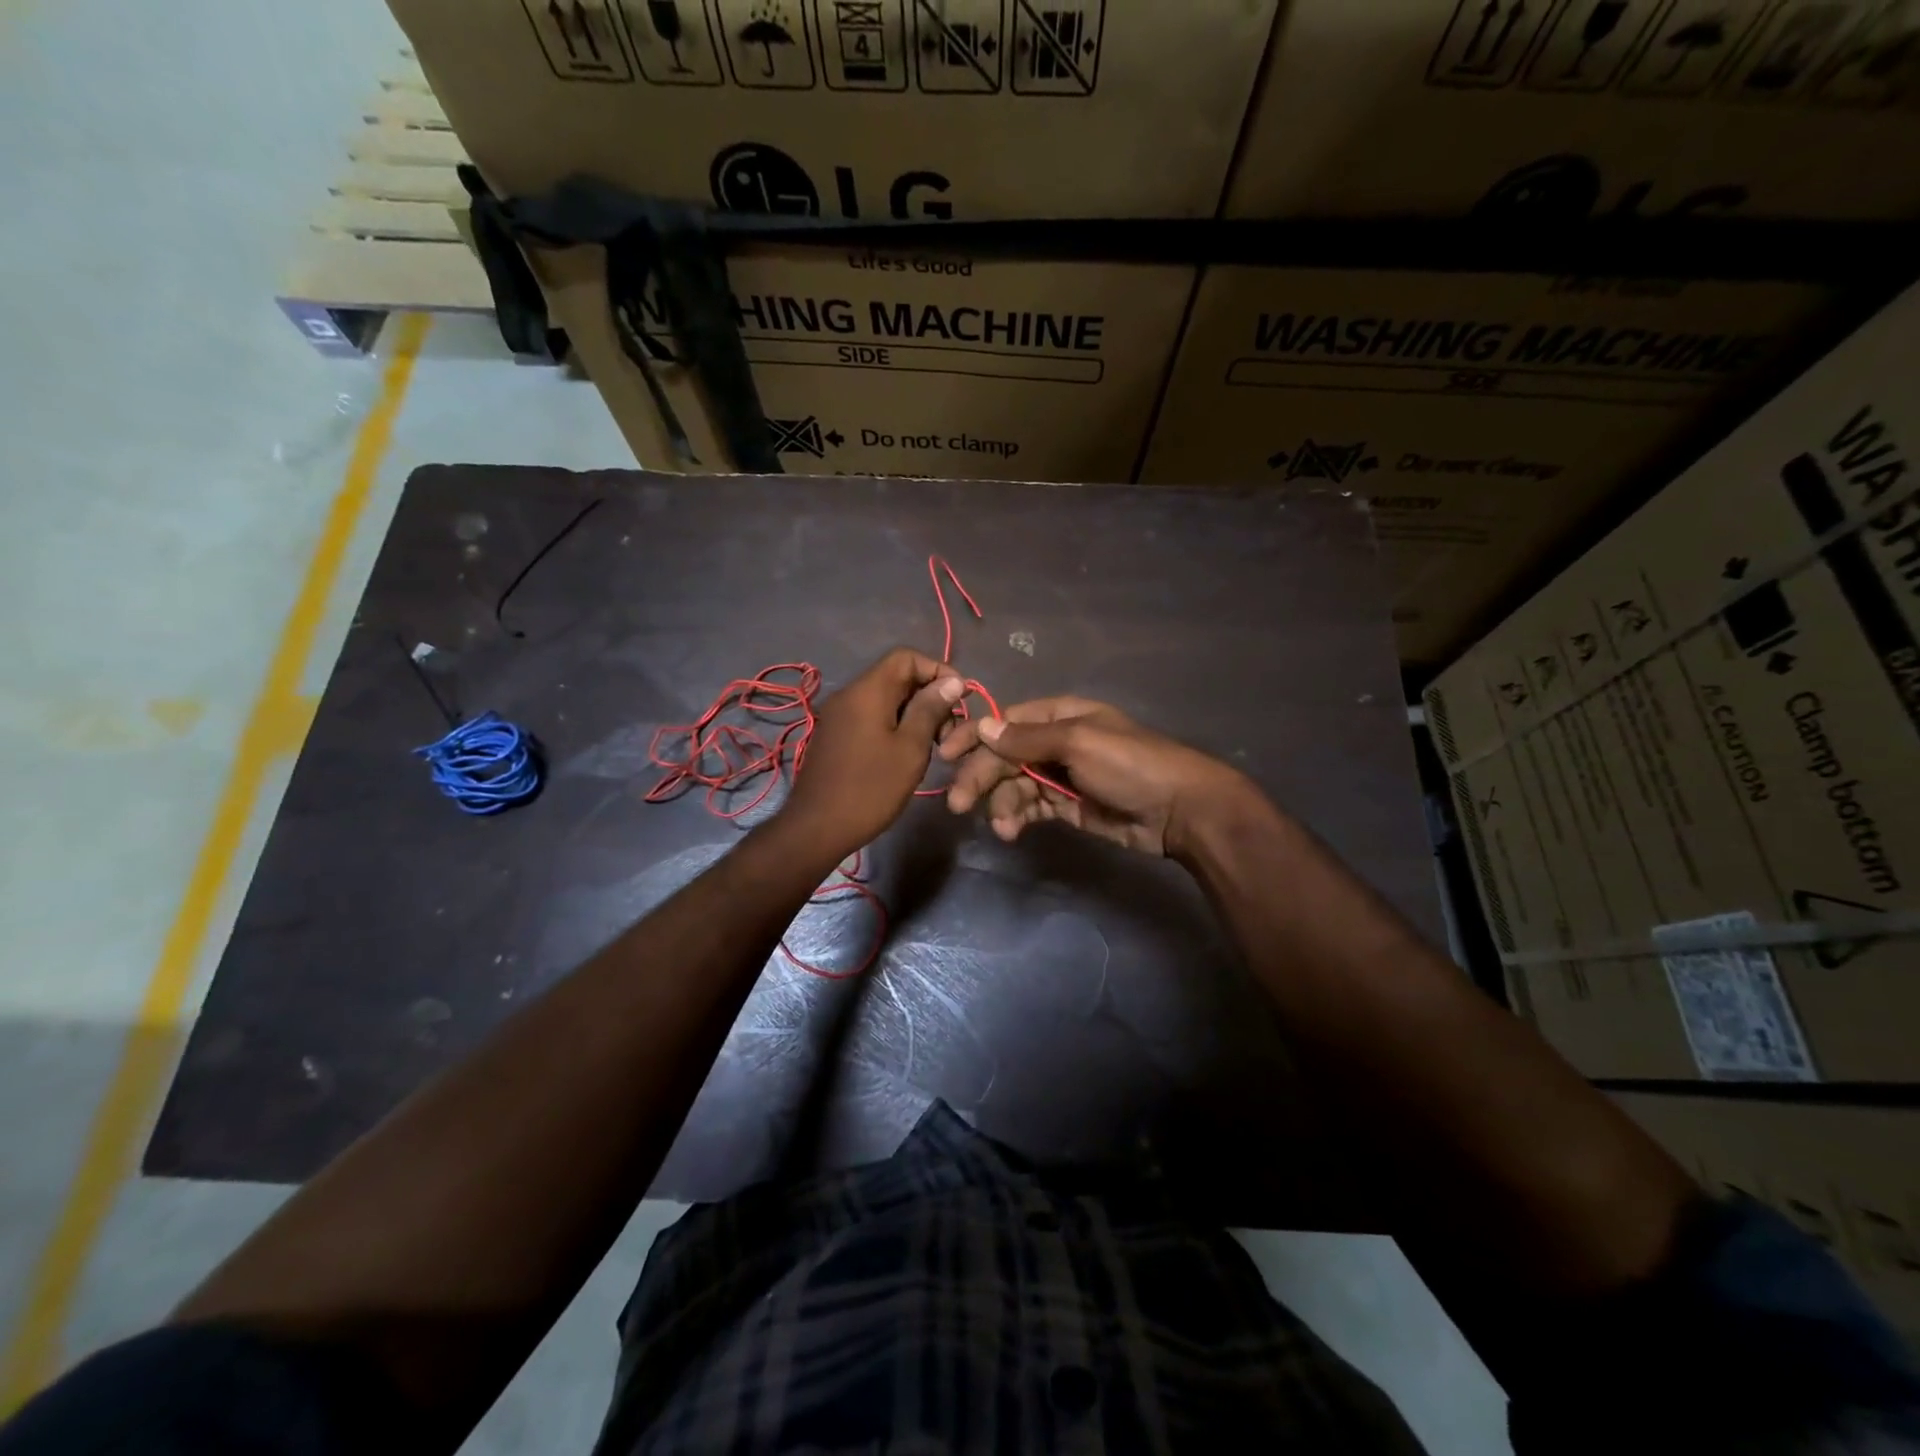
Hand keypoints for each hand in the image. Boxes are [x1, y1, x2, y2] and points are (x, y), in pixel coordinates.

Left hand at [779, 648, 965, 860]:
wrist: (817, 828)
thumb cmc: (870, 788)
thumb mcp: (911, 748)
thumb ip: (931, 709)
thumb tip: (953, 681)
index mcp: (868, 690)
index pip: (906, 657)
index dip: (938, 670)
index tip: (960, 698)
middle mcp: (849, 694)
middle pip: (896, 676)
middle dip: (928, 695)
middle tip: (949, 730)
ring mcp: (838, 716)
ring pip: (885, 698)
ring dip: (913, 713)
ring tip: (933, 745)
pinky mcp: (835, 736)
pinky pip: (870, 716)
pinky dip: (894, 725)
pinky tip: (907, 753)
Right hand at [936, 696, 1253, 857]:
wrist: (1180, 810)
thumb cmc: (1131, 764)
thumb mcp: (1079, 743)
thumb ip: (1028, 738)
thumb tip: (982, 726)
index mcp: (1059, 716)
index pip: (1005, 722)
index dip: (974, 737)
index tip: (945, 755)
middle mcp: (1055, 742)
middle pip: (1004, 756)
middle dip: (981, 777)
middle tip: (959, 804)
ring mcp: (1060, 776)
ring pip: (1014, 785)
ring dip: (1001, 804)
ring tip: (1002, 828)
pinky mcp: (1066, 807)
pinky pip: (1030, 807)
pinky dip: (1018, 818)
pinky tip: (1012, 832)